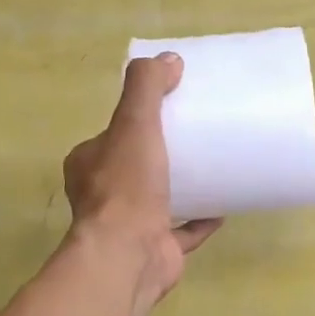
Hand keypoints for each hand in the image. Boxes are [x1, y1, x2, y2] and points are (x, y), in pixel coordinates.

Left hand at [64, 52, 220, 304]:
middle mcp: (103, 195)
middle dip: (162, 152)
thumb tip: (169, 59)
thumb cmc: (126, 187)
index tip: (170, 108)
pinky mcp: (156, 249)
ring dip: (182, 185)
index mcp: (90, 164)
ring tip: (213, 166)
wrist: (128, 256)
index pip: (113, 134)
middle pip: (136, 165)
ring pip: (158, 198)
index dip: (138, 119)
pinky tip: (224, 205)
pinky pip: (183, 230)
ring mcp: (129, 225)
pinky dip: (201, 219)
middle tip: (197, 135)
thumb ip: (146, 88)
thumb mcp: (133, 124)